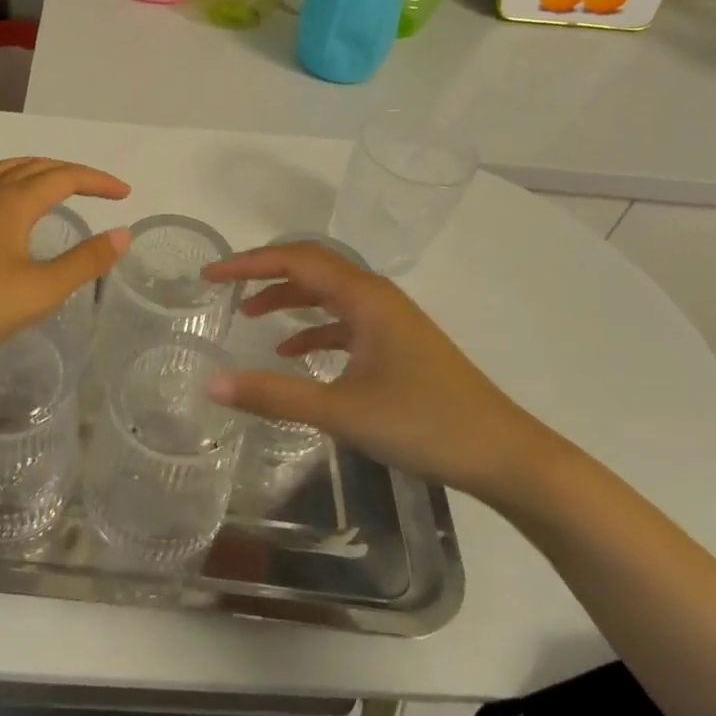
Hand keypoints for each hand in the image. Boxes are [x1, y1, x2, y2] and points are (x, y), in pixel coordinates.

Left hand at [0, 157, 131, 357]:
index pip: (64, 176)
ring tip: (56, 185)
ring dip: (37, 170)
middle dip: (71, 172)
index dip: (97, 181)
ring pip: (6, 171)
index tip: (124, 194)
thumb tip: (122, 232)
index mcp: (14, 202)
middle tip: (98, 189)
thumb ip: (85, 261)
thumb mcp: (42, 289)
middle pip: (35, 166)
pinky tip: (12, 210)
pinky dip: (12, 183)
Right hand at [202, 243, 556, 501]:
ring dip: (289, 299)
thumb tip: (212, 383)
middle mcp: (376, 296)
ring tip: (250, 316)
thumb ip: (273, 395)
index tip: (210, 276)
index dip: (248, 263)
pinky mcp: (398, 344)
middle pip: (311, 268)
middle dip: (265, 273)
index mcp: (363, 297)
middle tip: (225, 287)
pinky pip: (345, 321)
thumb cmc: (423, 424)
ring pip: (328, 294)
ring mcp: (390, 320)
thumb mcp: (341, 411)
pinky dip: (314, 328)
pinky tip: (294, 353)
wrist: (505, 455)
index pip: (295, 260)